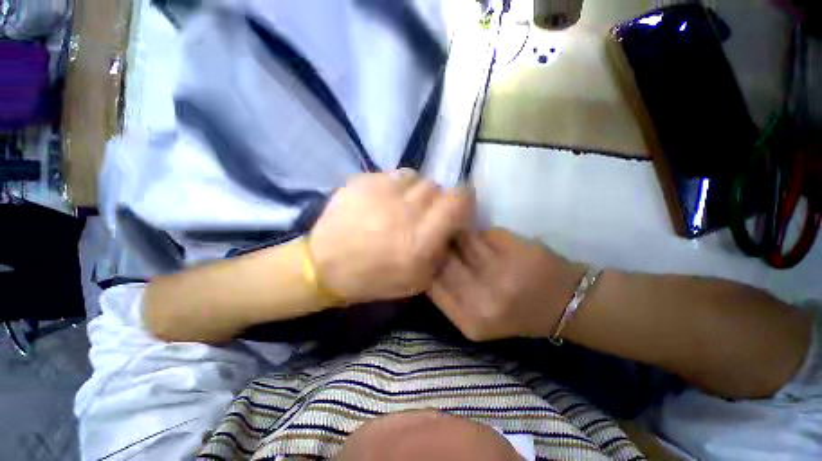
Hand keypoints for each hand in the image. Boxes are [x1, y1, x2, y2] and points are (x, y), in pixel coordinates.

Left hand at [310, 170, 473, 304]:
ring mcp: (382, 191)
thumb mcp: (417, 280)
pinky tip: (383, 201)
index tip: (457, 208)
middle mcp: (405, 209)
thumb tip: (451, 227)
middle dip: (437, 200)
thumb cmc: (374, 278)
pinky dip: (394, 186)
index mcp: (421, 237)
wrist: (325, 266)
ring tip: (403, 204)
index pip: (458, 199)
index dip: (464, 199)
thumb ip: (440, 252)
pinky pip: (391, 175)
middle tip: (424, 213)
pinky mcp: (362, 181)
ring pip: (415, 177)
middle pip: (437, 187)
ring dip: (415, 191)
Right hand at [427, 229, 585, 340]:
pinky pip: (485, 234)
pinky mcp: (517, 251)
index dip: (427, 265)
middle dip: (442, 248)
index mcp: (469, 321)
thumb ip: (448, 295)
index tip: (428, 255)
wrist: (564, 304)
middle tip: (444, 242)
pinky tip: (492, 242)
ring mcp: (501, 273)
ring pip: (463, 240)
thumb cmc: (514, 313)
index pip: (430, 284)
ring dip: (462, 237)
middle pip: (444, 260)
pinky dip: (483, 235)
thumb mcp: (475, 318)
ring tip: (469, 240)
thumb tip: (428, 260)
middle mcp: (482, 299)